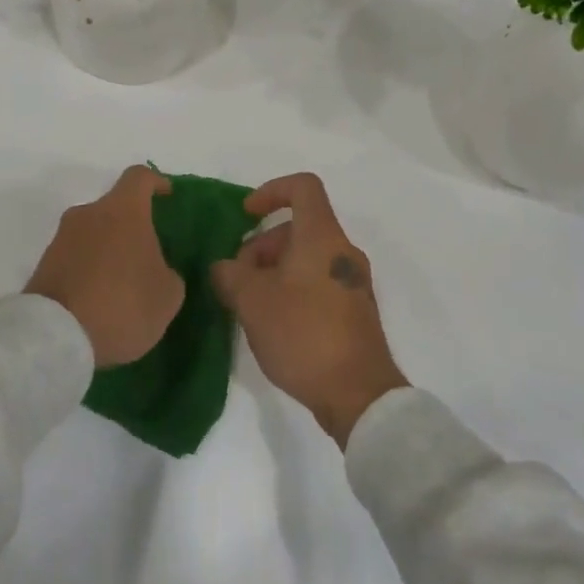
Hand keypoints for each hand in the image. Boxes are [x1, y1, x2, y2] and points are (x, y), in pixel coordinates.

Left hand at [26, 165, 182, 367]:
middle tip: (146, 257)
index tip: (166, 195)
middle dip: (131, 228)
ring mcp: (61, 238)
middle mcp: (89, 213)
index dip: (156, 182)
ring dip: (108, 251)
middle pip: (114, 208)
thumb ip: (168, 274)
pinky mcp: (43, 265)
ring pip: (93, 234)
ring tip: (121, 286)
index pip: (140, 177)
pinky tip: (98, 302)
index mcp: (123, 210)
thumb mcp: (167, 296)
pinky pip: (74, 259)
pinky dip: (88, 271)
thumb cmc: (122, 305)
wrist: (56, 337)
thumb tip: (158, 270)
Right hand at [211, 173, 407, 448]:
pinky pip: (319, 282)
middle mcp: (343, 251)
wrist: (359, 396)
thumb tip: (224, 267)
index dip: (271, 190)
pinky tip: (275, 323)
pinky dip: (293, 288)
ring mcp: (353, 282)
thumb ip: (230, 274)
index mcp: (321, 236)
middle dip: (264, 245)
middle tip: (239, 277)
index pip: (303, 187)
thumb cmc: (304, 334)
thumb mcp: (252, 301)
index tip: (247, 215)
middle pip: (300, 227)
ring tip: (252, 305)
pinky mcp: (356, 312)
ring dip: (275, 269)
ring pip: (308, 257)